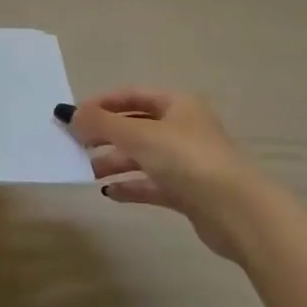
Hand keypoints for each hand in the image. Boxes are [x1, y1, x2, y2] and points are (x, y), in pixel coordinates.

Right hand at [57, 89, 260, 262]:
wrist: (237, 211)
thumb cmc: (187, 159)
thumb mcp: (138, 135)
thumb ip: (100, 123)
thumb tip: (69, 113)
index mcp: (178, 105)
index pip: (132, 95)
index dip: (101, 103)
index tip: (73, 116)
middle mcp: (183, 129)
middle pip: (135, 126)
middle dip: (104, 134)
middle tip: (74, 144)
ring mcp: (187, 162)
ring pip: (141, 156)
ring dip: (113, 162)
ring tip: (86, 171)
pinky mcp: (188, 192)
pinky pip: (151, 184)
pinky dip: (130, 185)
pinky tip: (108, 192)